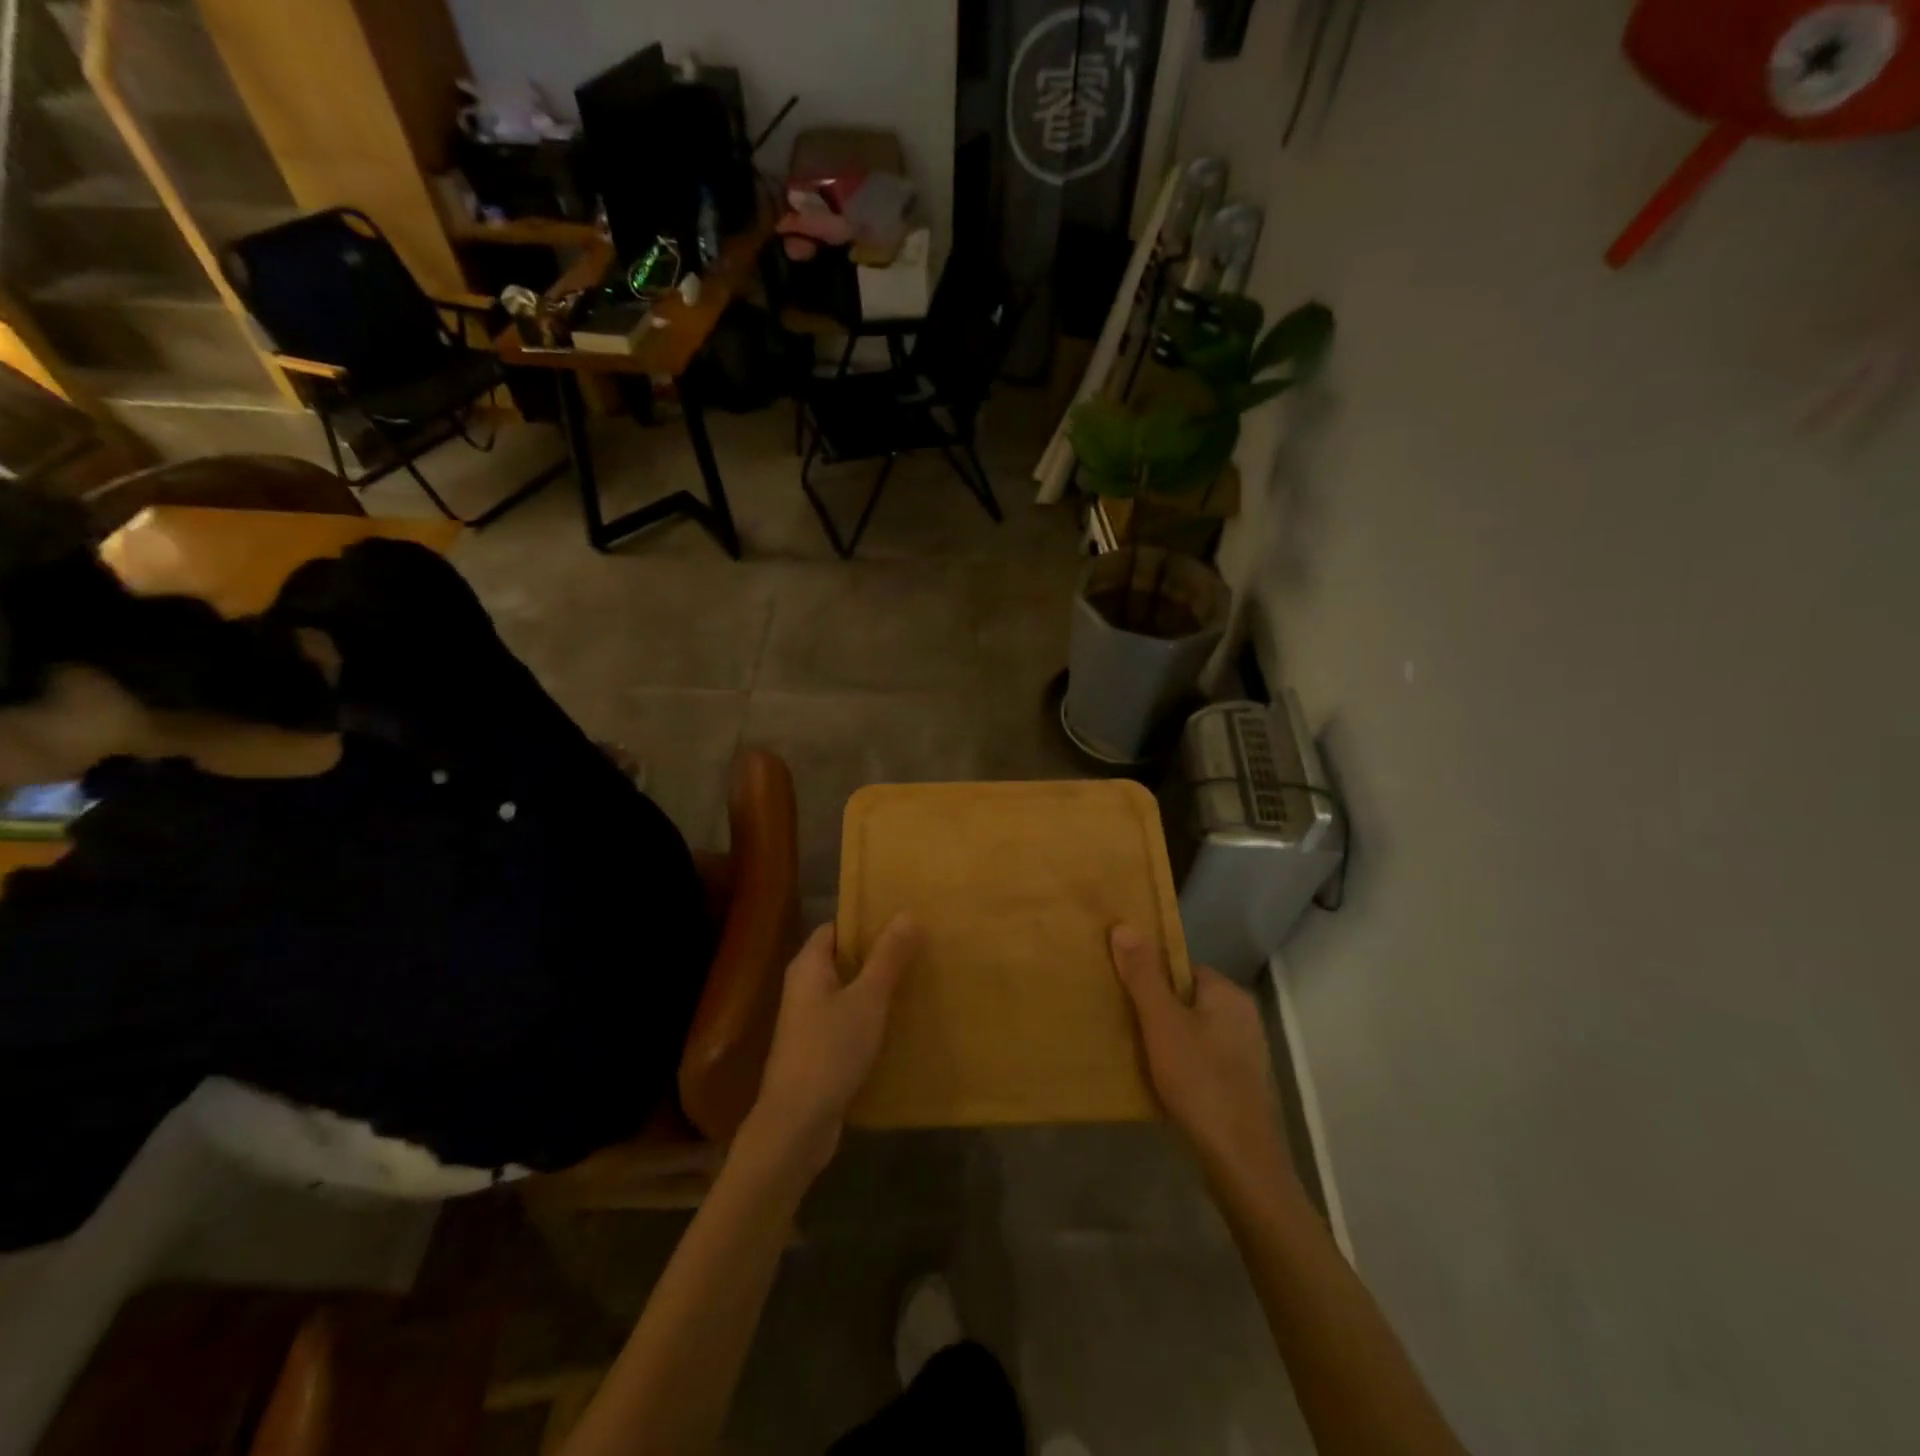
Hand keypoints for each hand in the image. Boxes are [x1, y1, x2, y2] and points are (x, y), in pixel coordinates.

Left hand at [739, 915, 920, 1178]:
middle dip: (878, 954)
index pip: (836, 928)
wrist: (797, 1124)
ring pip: (848, 992)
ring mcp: (809, 1022)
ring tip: (918, 980)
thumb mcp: (867, 999)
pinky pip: (849, 1021)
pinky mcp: (818, 1051)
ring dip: (878, 987)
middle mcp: (804, 988)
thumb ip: (887, 957)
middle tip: (919, 948)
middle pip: (843, 959)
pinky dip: (872, 1017)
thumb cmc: (830, 1050)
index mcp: (808, 966)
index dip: (866, 921)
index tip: (902, 919)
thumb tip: (907, 914)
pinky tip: (902, 1022)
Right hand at [1109, 924, 1294, 1186]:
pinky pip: (1200, 1059)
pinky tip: (1159, 1080)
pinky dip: (1179, 1064)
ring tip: (1133, 1051)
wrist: (1238, 1162)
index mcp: (1228, 994)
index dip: (1150, 977)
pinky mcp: (1239, 1085)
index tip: (1121, 992)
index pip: (1181, 967)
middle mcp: (1242, 1017)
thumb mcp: (1161, 1022)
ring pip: (1192, 1031)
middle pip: (1186, 999)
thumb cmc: (1199, 1081)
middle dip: (1155, 1009)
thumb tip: (1125, 926)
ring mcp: (1244, 1054)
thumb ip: (1143, 975)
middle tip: (1121, 1022)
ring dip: (1165, 1038)